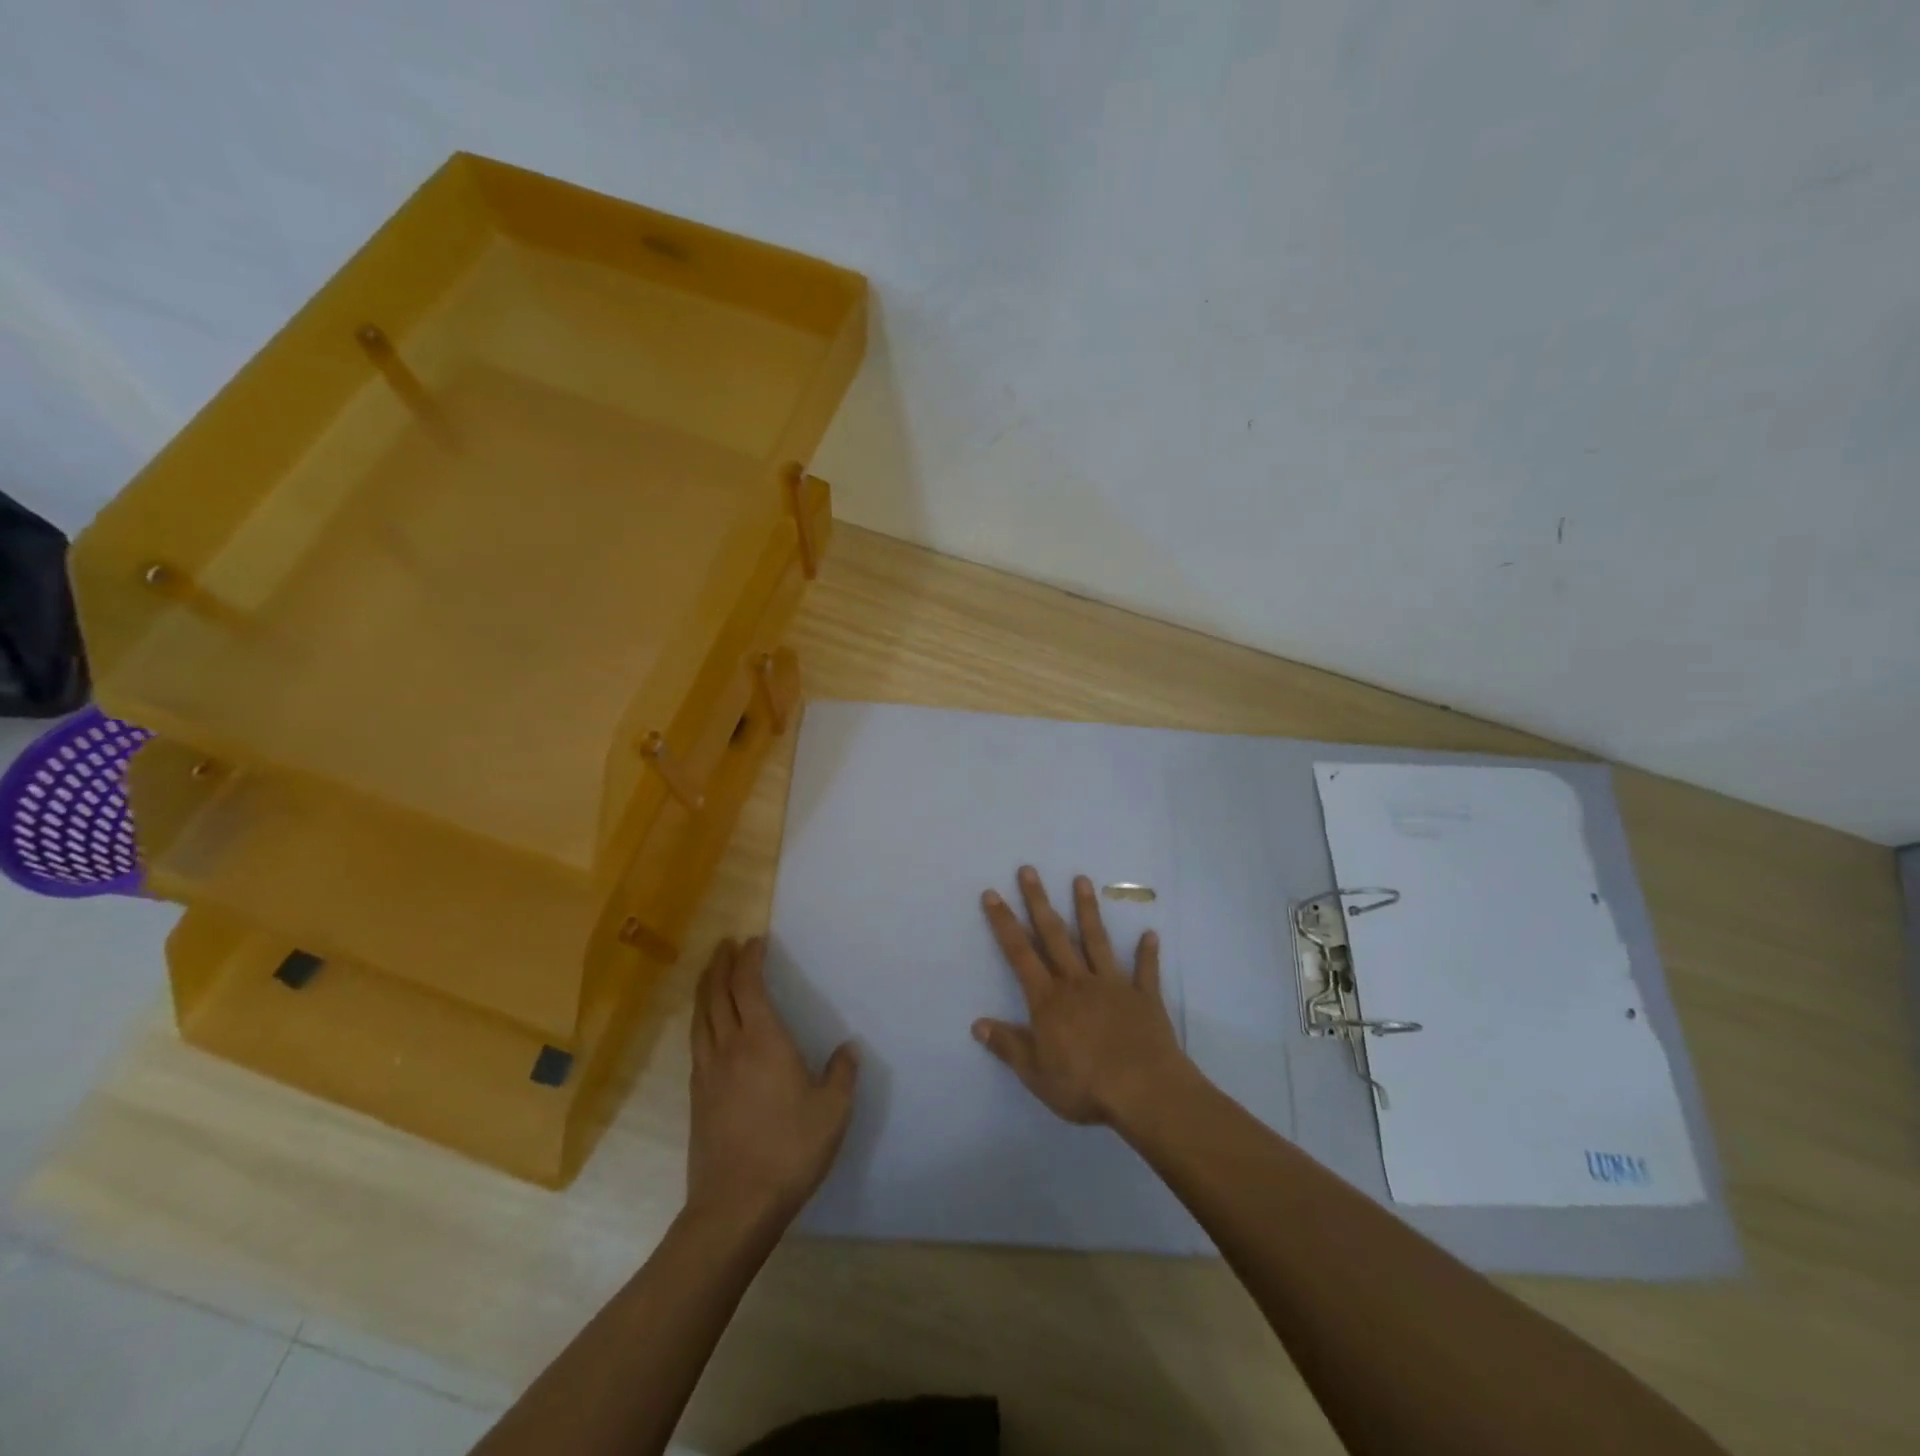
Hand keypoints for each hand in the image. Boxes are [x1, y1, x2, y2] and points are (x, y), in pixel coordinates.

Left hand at [687, 937, 858, 1225]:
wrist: (734, 1205)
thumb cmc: (789, 1150)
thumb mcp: (832, 1111)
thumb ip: (842, 1074)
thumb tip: (849, 1048)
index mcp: (763, 1041)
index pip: (748, 985)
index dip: (749, 959)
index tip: (754, 941)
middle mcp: (729, 1047)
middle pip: (717, 993)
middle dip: (721, 964)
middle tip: (726, 944)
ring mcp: (707, 1072)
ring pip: (700, 1016)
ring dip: (705, 987)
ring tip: (710, 972)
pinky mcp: (696, 1096)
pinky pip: (696, 1041)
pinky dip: (701, 1019)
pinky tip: (707, 1025)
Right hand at [973, 866, 1191, 1125]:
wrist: (1144, 1091)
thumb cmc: (1084, 1084)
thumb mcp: (1036, 1073)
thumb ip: (1008, 1046)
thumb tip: (977, 1023)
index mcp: (1048, 1000)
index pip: (1019, 954)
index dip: (1004, 923)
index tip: (992, 894)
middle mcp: (1077, 982)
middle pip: (1054, 935)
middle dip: (1039, 901)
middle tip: (1028, 870)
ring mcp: (1112, 985)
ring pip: (1096, 941)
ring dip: (1087, 910)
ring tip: (1081, 880)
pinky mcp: (1143, 998)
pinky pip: (1145, 971)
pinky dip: (1146, 953)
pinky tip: (1150, 934)